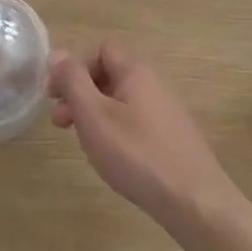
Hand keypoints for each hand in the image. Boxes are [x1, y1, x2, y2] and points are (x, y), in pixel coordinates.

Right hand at [48, 39, 241, 232]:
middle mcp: (154, 84)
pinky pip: (134, 121)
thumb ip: (73, 81)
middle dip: (79, 92)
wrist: (196, 202)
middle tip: (60, 122)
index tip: (55, 95)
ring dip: (93, 114)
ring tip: (83, 143)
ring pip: (120, 100)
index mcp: (136, 71)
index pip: (101, 47)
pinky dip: (114, 131)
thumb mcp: (94, 115)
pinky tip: (111, 157)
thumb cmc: (137, 154)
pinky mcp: (171, 138)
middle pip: (109, 73)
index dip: (75, 65)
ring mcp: (166, 112)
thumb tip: (57, 53)